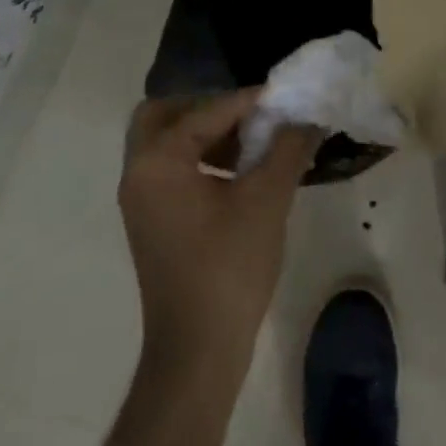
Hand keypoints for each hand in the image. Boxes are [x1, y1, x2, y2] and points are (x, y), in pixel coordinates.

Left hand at [120, 92, 321, 383]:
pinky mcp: (152, 221)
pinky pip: (170, 170)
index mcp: (158, 162)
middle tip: (249, 113)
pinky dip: (200, 158)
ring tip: (252, 139)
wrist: (198, 349)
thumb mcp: (267, 200)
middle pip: (163, 116)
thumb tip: (307, 118)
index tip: (284, 96)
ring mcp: (141, 200)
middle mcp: (138, 173)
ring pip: (165, 144)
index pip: (205, 111)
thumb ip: (288, 148)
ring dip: (205, 133)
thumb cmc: (230, 267)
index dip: (249, 100)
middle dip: (207, 107)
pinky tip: (240, 172)